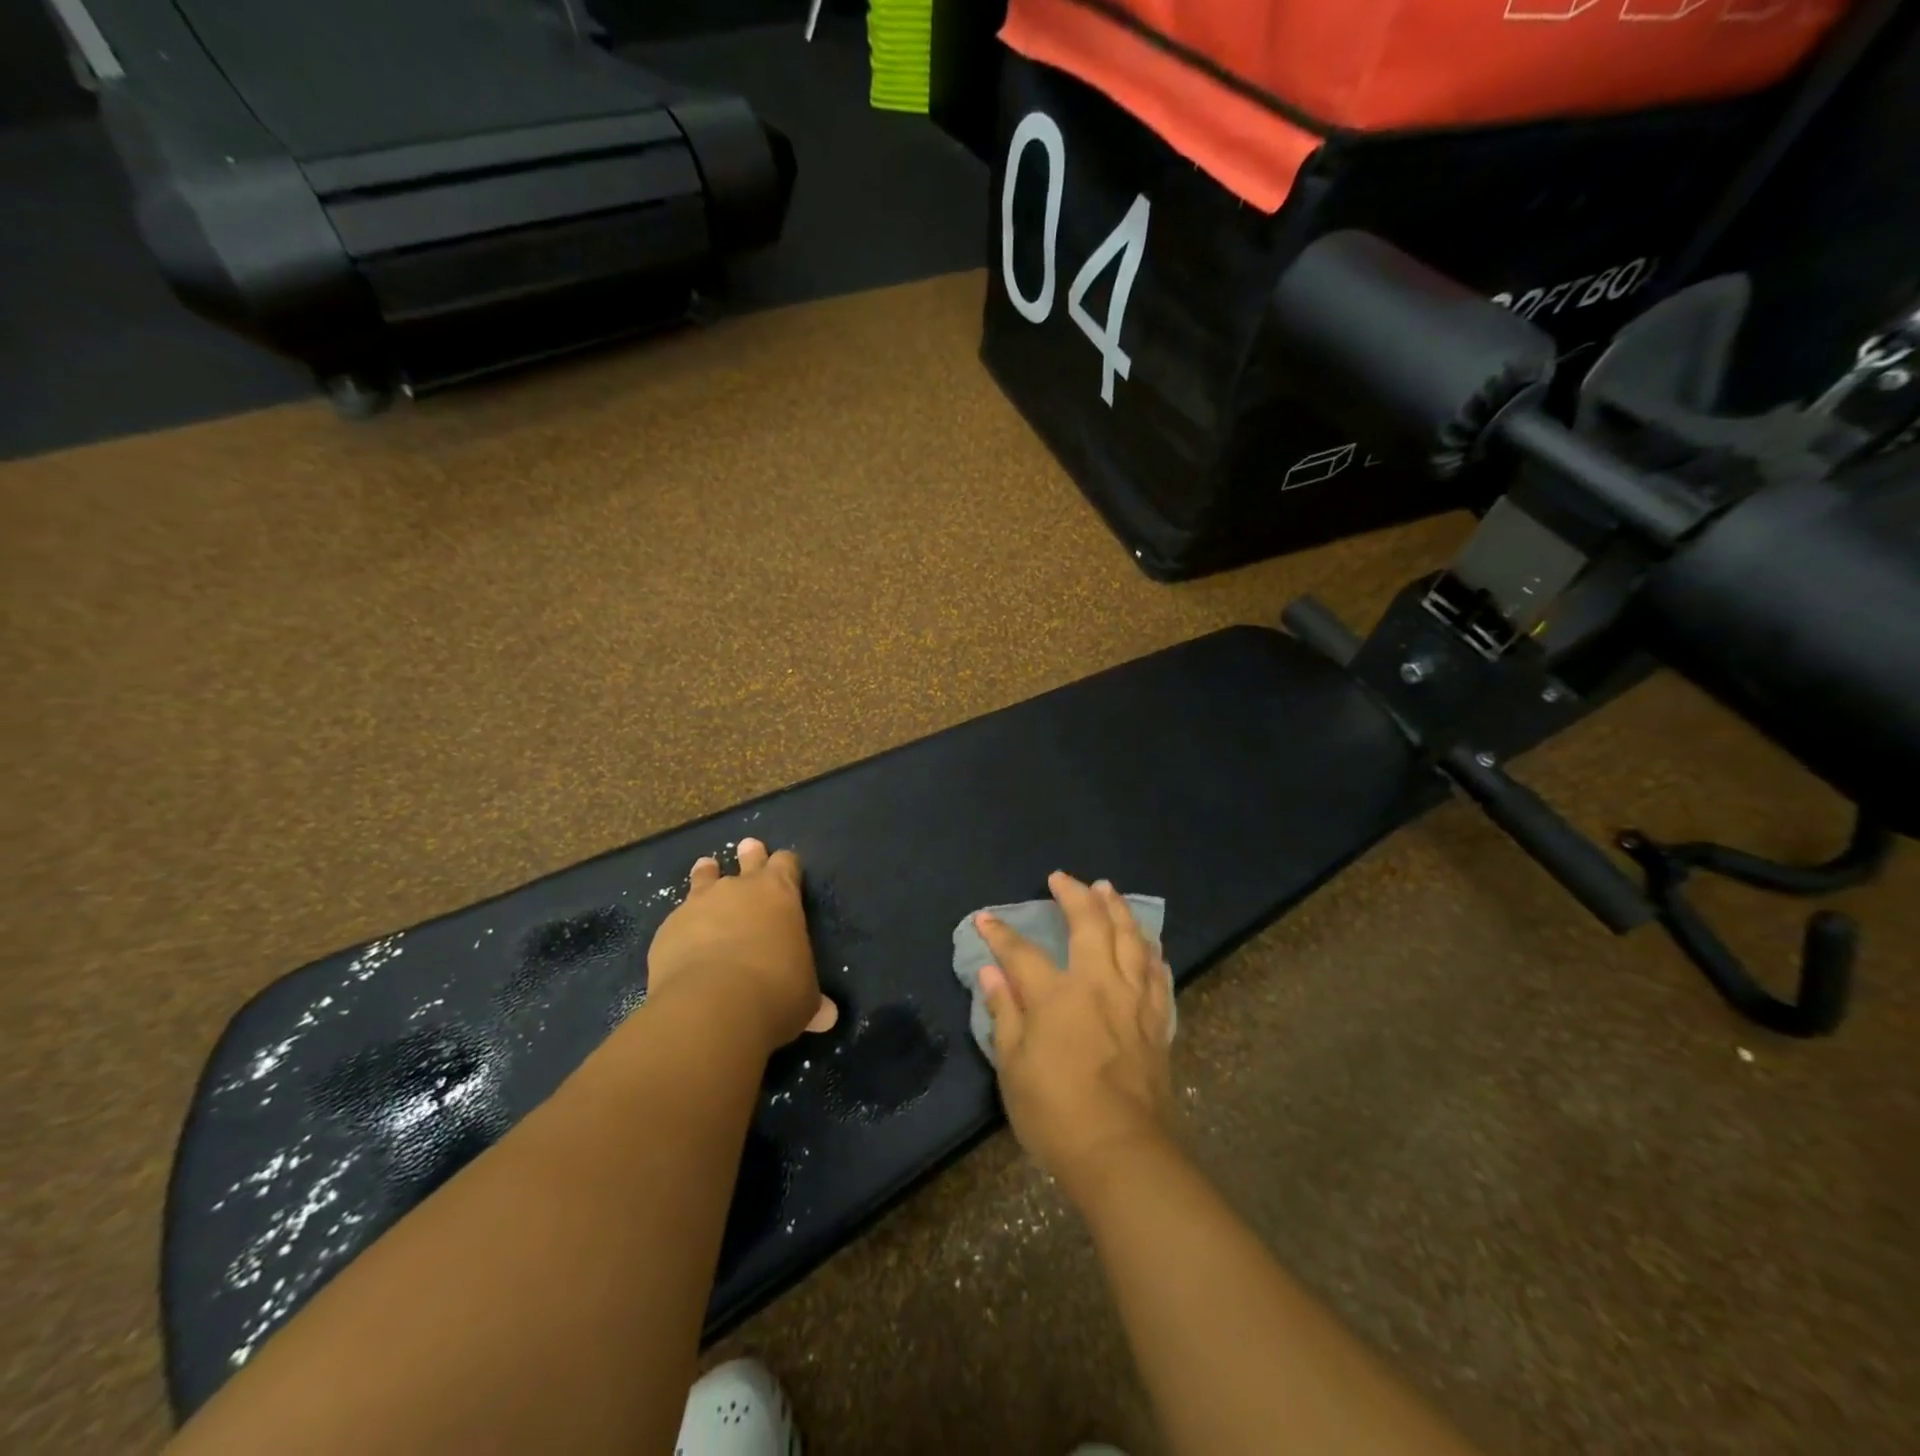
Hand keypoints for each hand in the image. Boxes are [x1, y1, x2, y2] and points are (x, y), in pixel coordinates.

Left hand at [646, 839, 837, 1052]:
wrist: (712, 1006)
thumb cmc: (775, 993)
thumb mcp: (804, 999)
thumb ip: (812, 1001)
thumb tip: (827, 1017)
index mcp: (780, 894)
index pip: (787, 863)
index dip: (787, 866)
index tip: (787, 868)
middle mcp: (740, 889)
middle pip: (748, 858)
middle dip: (750, 854)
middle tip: (748, 847)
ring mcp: (699, 904)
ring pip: (704, 877)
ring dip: (707, 875)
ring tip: (706, 868)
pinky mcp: (668, 928)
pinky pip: (677, 919)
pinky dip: (683, 926)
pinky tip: (681, 941)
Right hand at [976, 872, 1174, 1206]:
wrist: (1121, 1152)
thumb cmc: (1055, 1112)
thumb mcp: (1013, 1066)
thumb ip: (1004, 1012)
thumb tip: (990, 973)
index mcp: (1057, 994)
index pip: (1022, 952)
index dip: (1000, 933)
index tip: (986, 919)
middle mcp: (1099, 984)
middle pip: (1090, 924)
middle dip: (1074, 895)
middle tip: (1062, 878)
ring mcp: (1134, 1000)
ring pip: (1130, 939)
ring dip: (1118, 909)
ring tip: (1108, 889)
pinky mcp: (1157, 1021)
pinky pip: (1158, 974)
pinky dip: (1151, 951)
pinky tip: (1148, 944)